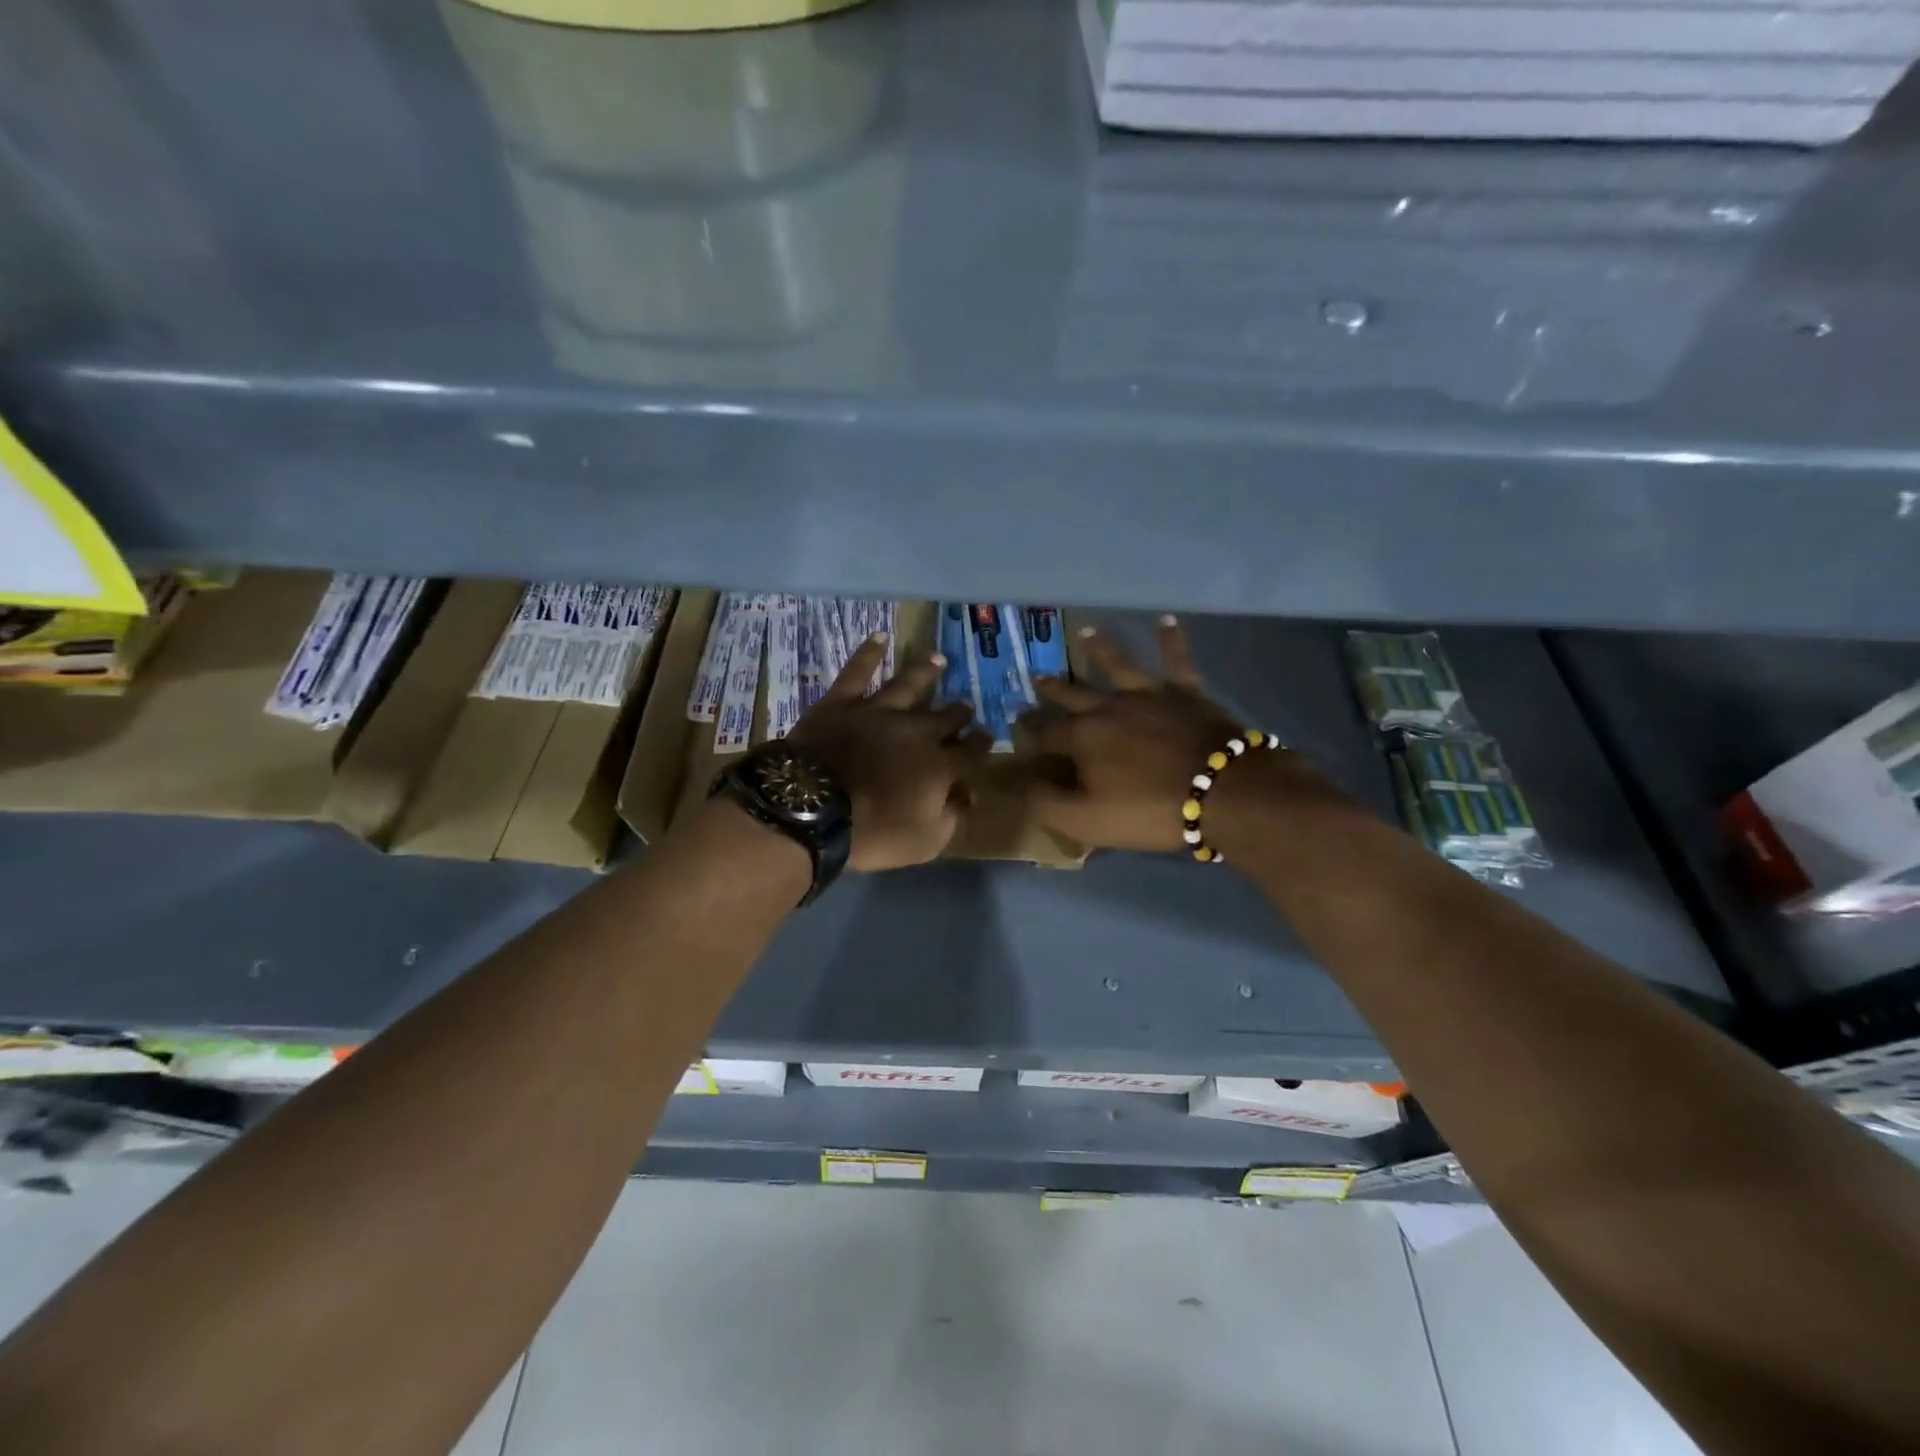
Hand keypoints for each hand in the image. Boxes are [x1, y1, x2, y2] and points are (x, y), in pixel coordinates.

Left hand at [787, 633, 990, 871]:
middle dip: (959, 711)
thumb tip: (968, 795)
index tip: (988, 738)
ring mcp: (878, 711)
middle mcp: (916, 731)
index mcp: (939, 765)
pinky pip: (857, 671)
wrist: (812, 810)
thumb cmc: (872, 832)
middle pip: (945, 717)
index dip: (981, 745)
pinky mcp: (842, 702)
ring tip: (939, 659)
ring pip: (910, 685)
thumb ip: (953, 817)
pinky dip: (869, 653)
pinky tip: (880, 636)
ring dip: (926, 672)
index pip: (970, 753)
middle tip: (967, 705)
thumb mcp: (925, 841)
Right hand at [1024, 617, 1334, 853]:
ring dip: (1101, 649)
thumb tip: (1024, 784)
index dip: (1030, 729)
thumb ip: (1048, 803)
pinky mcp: (1186, 693)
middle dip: (1053, 688)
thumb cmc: (1149, 810)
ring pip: (1119, 665)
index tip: (1017, 721)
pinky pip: (1177, 660)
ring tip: (1087, 632)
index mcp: (1083, 737)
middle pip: (1074, 694)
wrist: (1222, 792)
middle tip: (1036, 677)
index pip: (1047, 732)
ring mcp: (1149, 695)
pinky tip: (1168, 620)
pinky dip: (1172, 640)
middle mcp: (1110, 707)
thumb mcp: (1086, 821)